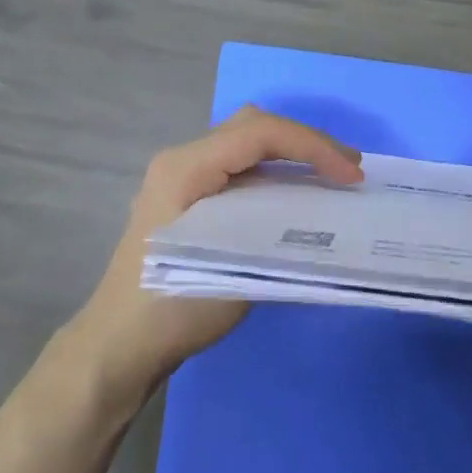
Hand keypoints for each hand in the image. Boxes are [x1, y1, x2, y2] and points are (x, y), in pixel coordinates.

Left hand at [64, 106, 363, 412]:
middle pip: (252, 128)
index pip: (259, 133)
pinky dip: (274, 175)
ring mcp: (181, 180)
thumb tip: (324, 217)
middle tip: (349, 170)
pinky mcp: (188, 201)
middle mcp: (181, 162)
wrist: (120, 344)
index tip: (352, 177)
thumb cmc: (172, 306)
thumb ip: (277, 232)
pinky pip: (238, 171)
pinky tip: (298, 198)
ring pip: (246, 147)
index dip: (313, 147)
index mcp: (185, 169)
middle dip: (306, 142)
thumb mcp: (232, 268)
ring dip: (292, 156)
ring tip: (333, 179)